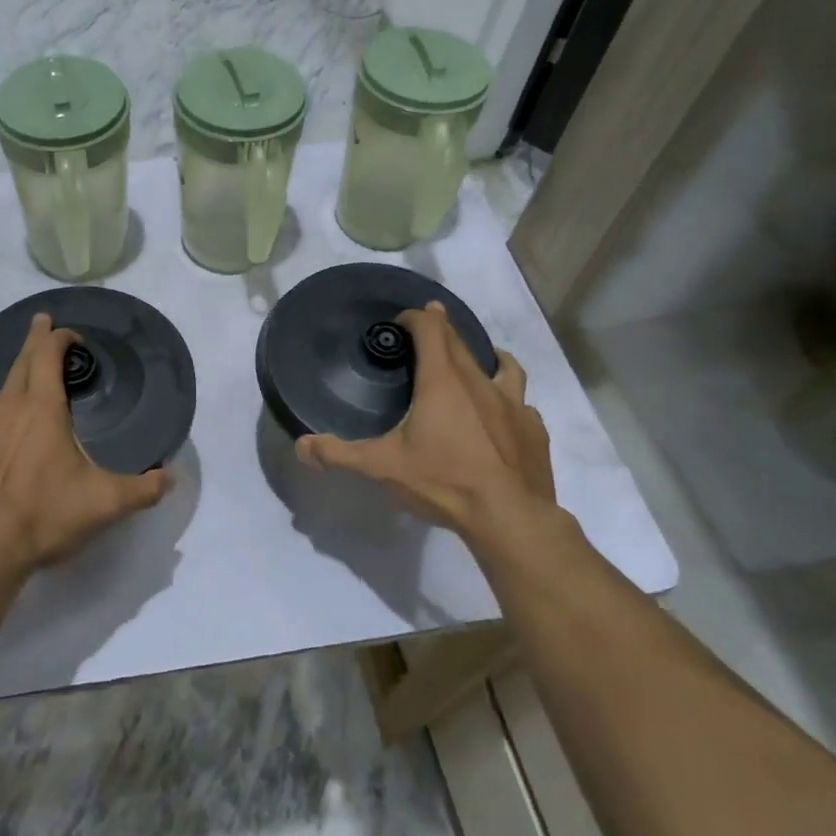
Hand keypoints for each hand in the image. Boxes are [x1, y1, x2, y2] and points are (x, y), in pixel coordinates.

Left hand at [0, 314, 170, 578]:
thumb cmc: (45, 516)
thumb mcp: (105, 503)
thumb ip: (142, 489)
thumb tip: (171, 478)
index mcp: (41, 409)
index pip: (48, 356)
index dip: (59, 339)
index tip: (70, 336)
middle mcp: (4, 407)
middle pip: (16, 362)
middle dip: (30, 340)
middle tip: (38, 323)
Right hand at [297, 303, 571, 559]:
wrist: (510, 517)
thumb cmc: (444, 482)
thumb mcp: (382, 467)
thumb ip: (339, 454)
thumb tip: (301, 446)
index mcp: (443, 382)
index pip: (431, 329)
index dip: (416, 318)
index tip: (402, 321)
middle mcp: (479, 383)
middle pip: (461, 342)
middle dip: (443, 329)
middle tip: (429, 327)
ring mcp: (513, 405)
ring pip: (503, 365)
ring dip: (485, 356)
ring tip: (476, 360)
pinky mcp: (533, 430)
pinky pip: (520, 403)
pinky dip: (507, 400)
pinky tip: (501, 417)